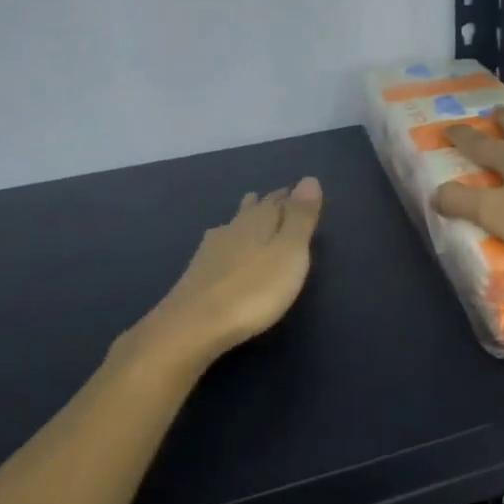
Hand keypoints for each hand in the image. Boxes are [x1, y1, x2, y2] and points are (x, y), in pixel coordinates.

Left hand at [127, 177, 324, 374]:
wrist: (194, 325)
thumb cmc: (254, 289)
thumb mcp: (289, 252)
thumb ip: (300, 217)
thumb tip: (309, 178)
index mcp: (258, 222)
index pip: (277, 202)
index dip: (289, 197)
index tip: (296, 190)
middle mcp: (233, 229)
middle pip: (252, 210)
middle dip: (266, 203)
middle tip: (275, 196)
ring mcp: (211, 251)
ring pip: (233, 226)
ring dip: (244, 218)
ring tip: (248, 210)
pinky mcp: (197, 273)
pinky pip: (218, 246)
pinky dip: (227, 241)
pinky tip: (220, 247)